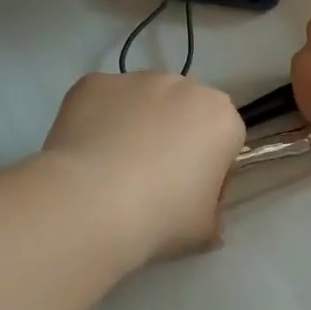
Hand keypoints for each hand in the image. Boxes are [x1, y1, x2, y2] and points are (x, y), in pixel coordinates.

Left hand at [42, 72, 245, 262]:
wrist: (92, 203)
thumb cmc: (161, 217)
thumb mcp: (203, 230)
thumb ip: (211, 214)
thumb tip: (205, 217)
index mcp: (221, 119)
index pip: (225, 140)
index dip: (210, 169)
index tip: (190, 196)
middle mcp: (184, 86)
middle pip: (185, 112)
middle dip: (174, 138)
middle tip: (151, 181)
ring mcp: (136, 80)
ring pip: (143, 102)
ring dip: (136, 124)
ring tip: (112, 168)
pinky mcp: (94, 82)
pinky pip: (103, 101)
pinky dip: (98, 120)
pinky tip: (86, 154)